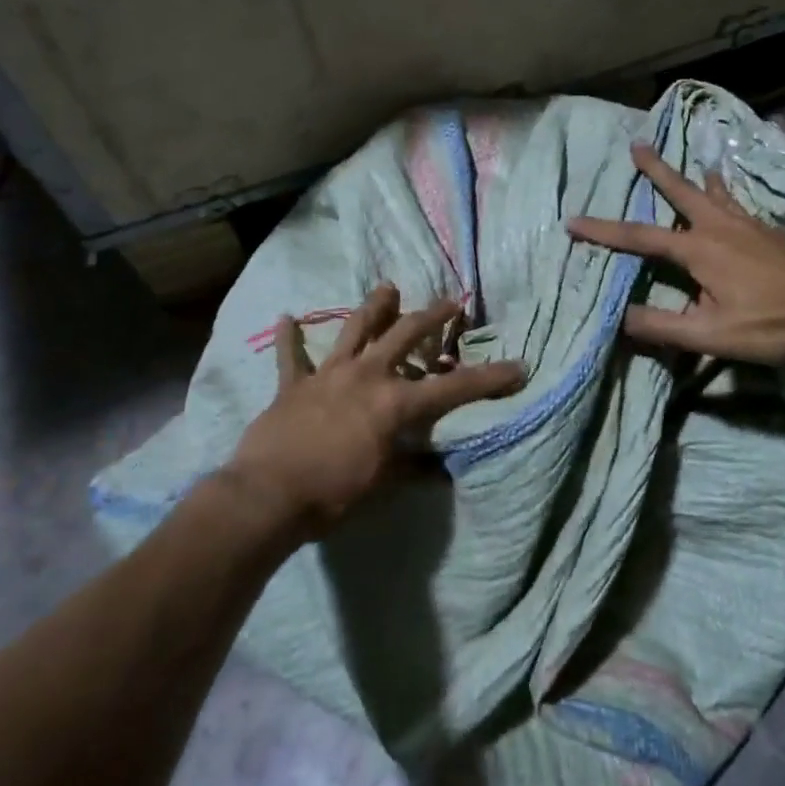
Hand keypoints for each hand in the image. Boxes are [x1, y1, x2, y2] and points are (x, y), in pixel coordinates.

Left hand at [225, 285, 524, 536]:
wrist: (267, 497)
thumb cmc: (333, 495)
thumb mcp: (383, 486)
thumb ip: (413, 468)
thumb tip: (442, 469)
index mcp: (395, 403)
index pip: (454, 388)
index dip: (489, 379)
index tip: (518, 366)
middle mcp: (367, 376)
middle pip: (406, 335)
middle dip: (433, 316)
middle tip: (452, 302)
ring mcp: (328, 375)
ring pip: (355, 330)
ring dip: (373, 307)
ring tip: (387, 288)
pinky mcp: (293, 385)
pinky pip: (291, 356)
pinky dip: (290, 338)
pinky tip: (286, 317)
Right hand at [565, 141, 784, 364]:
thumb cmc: (772, 324)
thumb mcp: (711, 335)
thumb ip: (662, 326)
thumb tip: (619, 317)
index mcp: (699, 250)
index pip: (639, 237)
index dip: (603, 230)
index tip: (572, 221)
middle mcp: (721, 227)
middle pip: (682, 191)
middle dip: (656, 170)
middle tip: (638, 144)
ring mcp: (751, 226)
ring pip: (716, 194)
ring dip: (697, 178)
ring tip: (695, 164)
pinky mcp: (774, 233)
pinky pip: (741, 206)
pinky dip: (730, 196)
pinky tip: (736, 204)